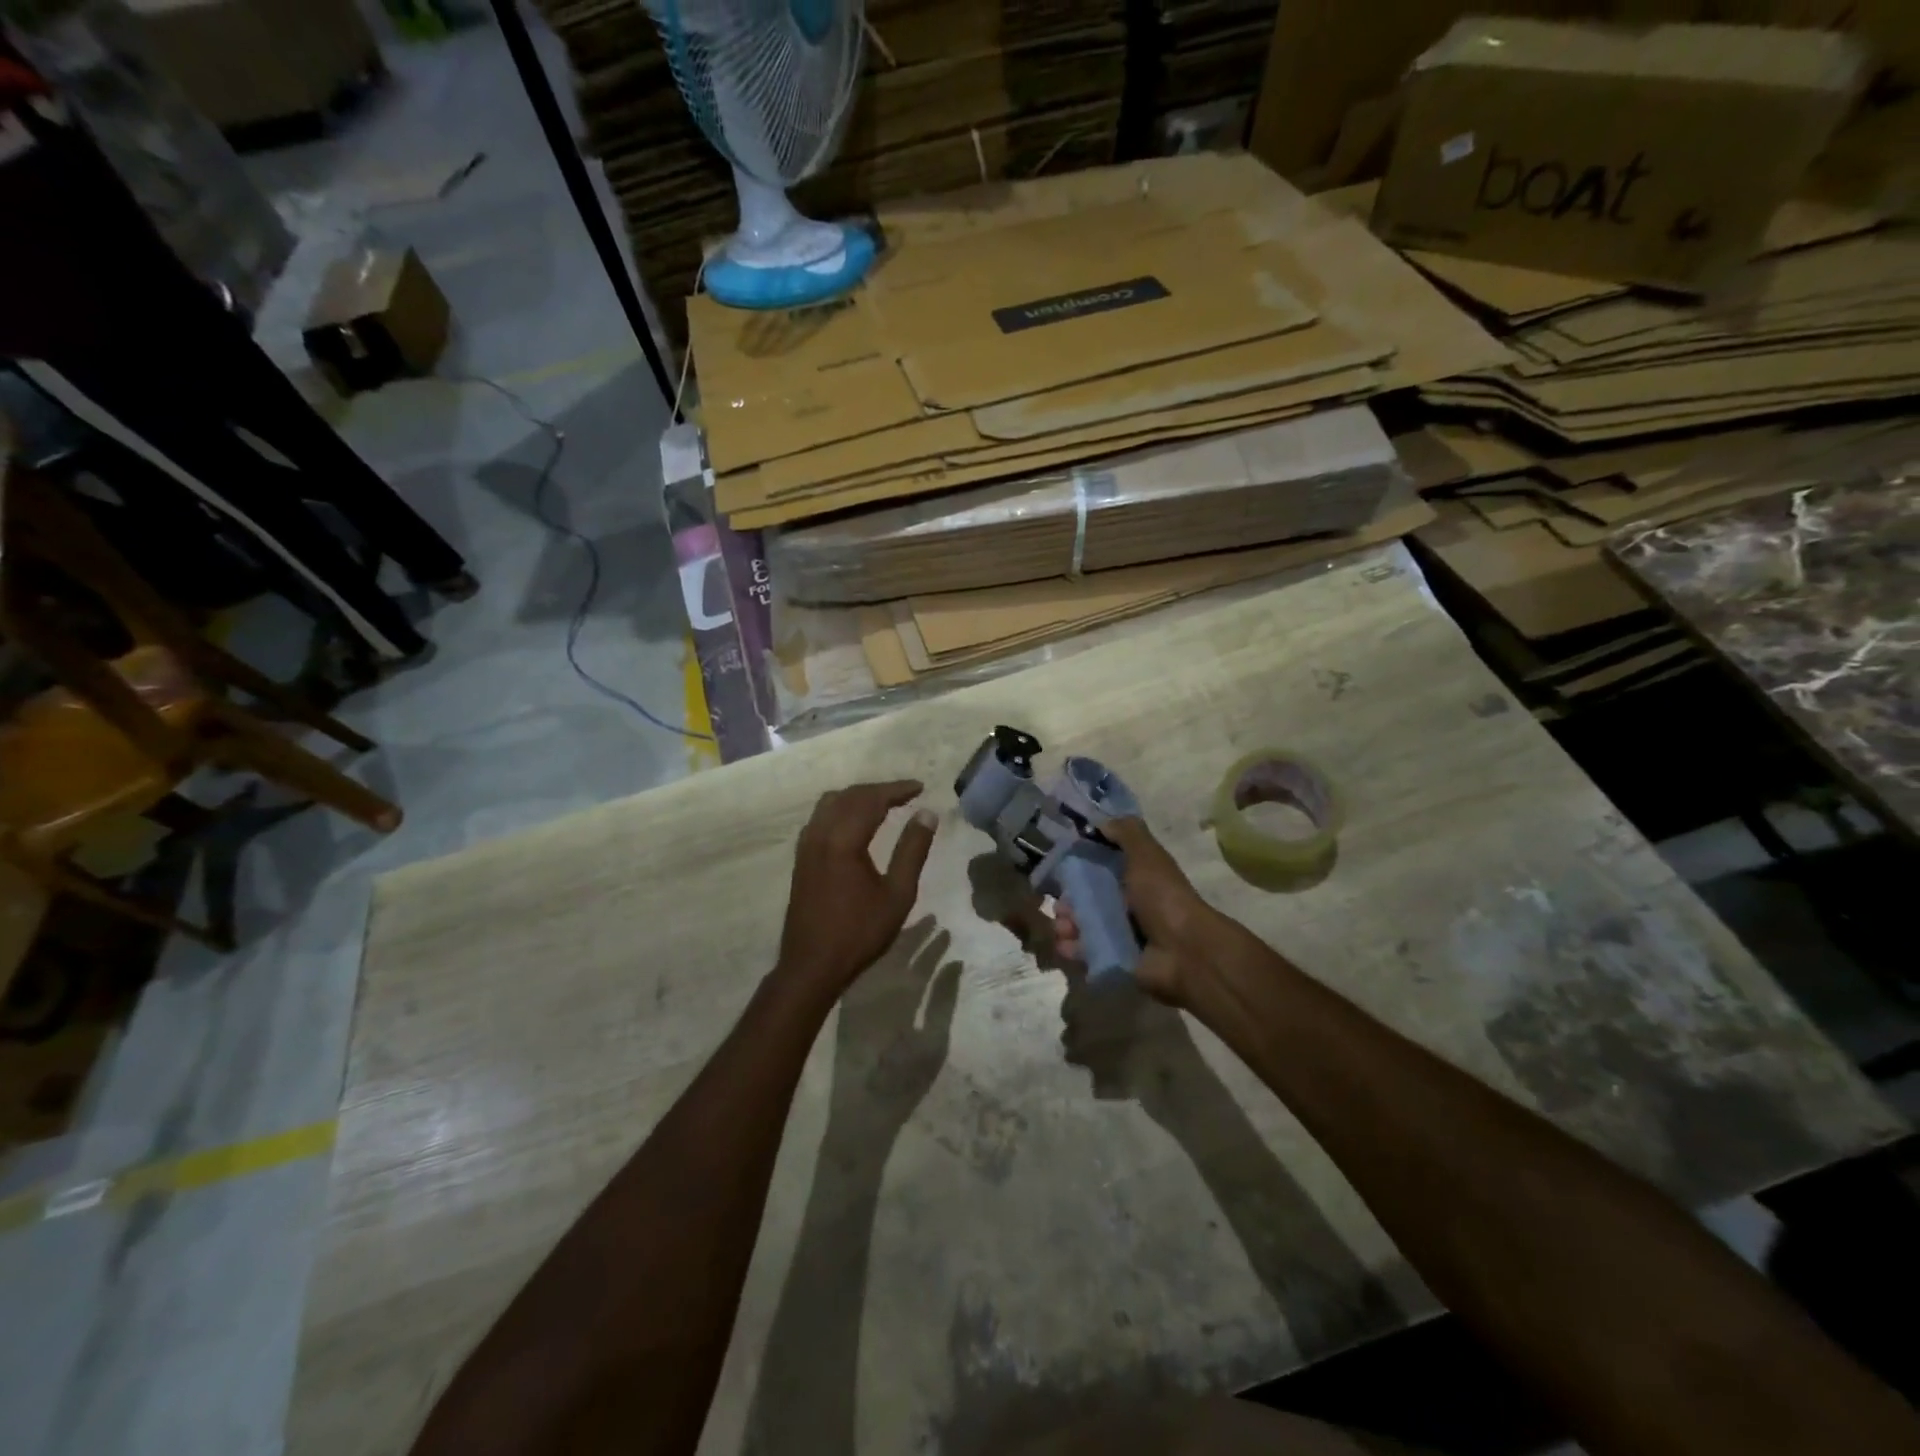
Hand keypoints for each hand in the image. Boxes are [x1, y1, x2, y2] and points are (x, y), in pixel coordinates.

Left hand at [776, 781, 937, 997]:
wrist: (812, 965)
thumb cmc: (859, 933)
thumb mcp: (898, 894)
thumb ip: (912, 850)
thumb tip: (927, 814)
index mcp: (843, 840)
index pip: (871, 799)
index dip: (897, 789)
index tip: (920, 787)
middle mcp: (820, 834)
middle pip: (849, 796)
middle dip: (878, 790)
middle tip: (906, 794)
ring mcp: (806, 846)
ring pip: (830, 803)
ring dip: (857, 797)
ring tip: (883, 804)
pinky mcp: (801, 858)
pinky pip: (819, 818)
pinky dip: (841, 809)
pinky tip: (854, 823)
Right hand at [1051, 817, 1217, 1005]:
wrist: (1184, 951)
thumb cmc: (1163, 896)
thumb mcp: (1146, 854)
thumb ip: (1126, 832)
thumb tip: (1101, 822)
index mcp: (1136, 877)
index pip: (1101, 867)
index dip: (1080, 864)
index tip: (1061, 864)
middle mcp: (1128, 904)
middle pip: (1088, 898)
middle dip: (1069, 899)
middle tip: (1060, 904)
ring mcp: (1121, 934)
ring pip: (1083, 924)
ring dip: (1066, 924)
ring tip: (1062, 927)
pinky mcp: (1115, 959)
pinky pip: (1086, 952)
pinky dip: (1072, 948)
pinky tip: (1065, 944)